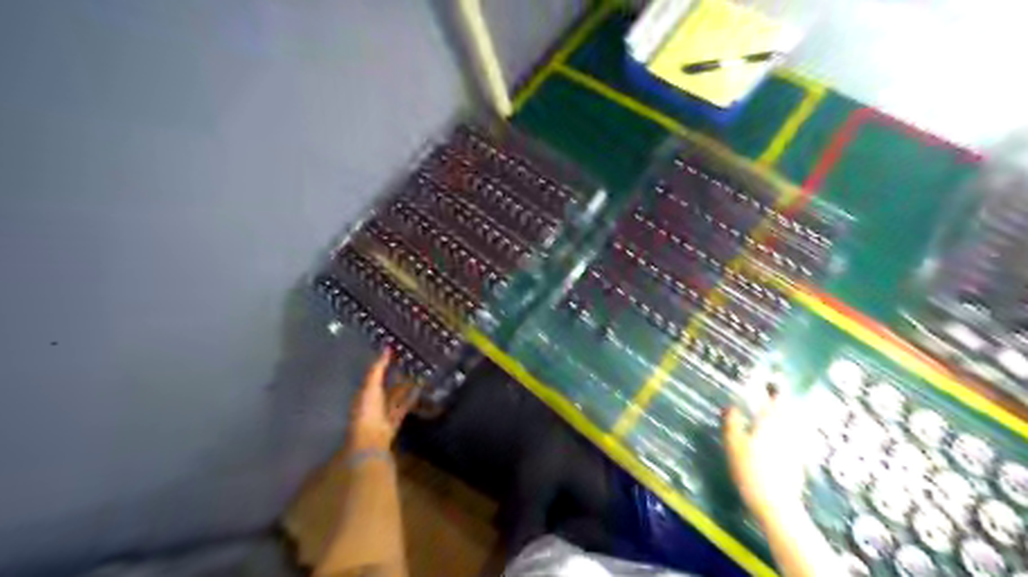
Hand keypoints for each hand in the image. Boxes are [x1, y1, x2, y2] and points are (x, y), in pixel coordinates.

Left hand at [353, 349, 418, 451]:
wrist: (371, 438)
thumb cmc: (367, 410)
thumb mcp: (371, 386)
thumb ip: (378, 368)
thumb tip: (386, 348)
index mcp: (363, 393)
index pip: (373, 375)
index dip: (382, 365)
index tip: (394, 353)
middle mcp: (373, 402)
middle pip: (385, 386)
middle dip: (395, 376)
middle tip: (409, 362)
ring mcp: (384, 413)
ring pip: (396, 396)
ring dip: (405, 387)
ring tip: (418, 374)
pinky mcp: (395, 421)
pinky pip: (404, 406)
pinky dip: (411, 398)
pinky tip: (420, 390)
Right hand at [721, 391, 811, 522]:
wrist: (776, 504)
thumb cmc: (750, 470)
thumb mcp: (733, 444)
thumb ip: (732, 422)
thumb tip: (731, 405)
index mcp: (771, 422)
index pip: (775, 399)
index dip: (773, 388)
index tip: (770, 379)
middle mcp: (787, 430)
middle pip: (787, 410)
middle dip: (781, 400)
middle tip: (773, 393)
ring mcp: (797, 446)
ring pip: (794, 423)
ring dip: (787, 414)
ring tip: (777, 411)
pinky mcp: (800, 460)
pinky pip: (796, 437)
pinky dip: (790, 431)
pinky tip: (783, 435)